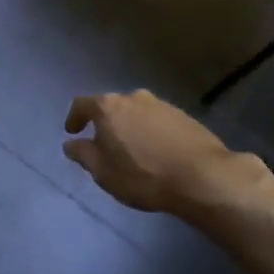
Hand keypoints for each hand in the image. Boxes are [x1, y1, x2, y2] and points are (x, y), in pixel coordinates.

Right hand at [62, 90, 260, 215]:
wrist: (202, 176)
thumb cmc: (143, 175)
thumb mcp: (103, 172)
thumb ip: (83, 154)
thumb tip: (71, 143)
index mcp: (109, 107)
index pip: (82, 104)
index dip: (74, 118)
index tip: (72, 132)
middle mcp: (134, 97)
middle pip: (111, 106)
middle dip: (104, 124)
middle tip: (103, 145)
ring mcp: (162, 104)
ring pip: (136, 113)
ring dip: (129, 127)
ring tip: (131, 151)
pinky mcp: (183, 116)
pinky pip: (156, 121)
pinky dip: (150, 132)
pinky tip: (155, 152)